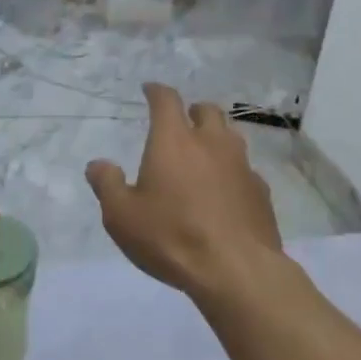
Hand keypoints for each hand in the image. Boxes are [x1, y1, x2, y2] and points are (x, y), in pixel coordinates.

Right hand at [86, 85, 287, 304]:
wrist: (236, 270)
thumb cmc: (171, 237)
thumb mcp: (121, 216)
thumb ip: (107, 185)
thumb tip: (98, 164)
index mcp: (174, 141)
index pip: (166, 100)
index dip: (156, 91)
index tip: (149, 89)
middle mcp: (211, 143)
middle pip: (207, 110)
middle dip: (192, 111)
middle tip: (181, 123)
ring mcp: (242, 165)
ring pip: (231, 136)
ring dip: (216, 138)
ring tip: (204, 154)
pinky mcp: (261, 191)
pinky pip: (245, 169)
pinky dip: (232, 171)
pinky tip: (225, 191)